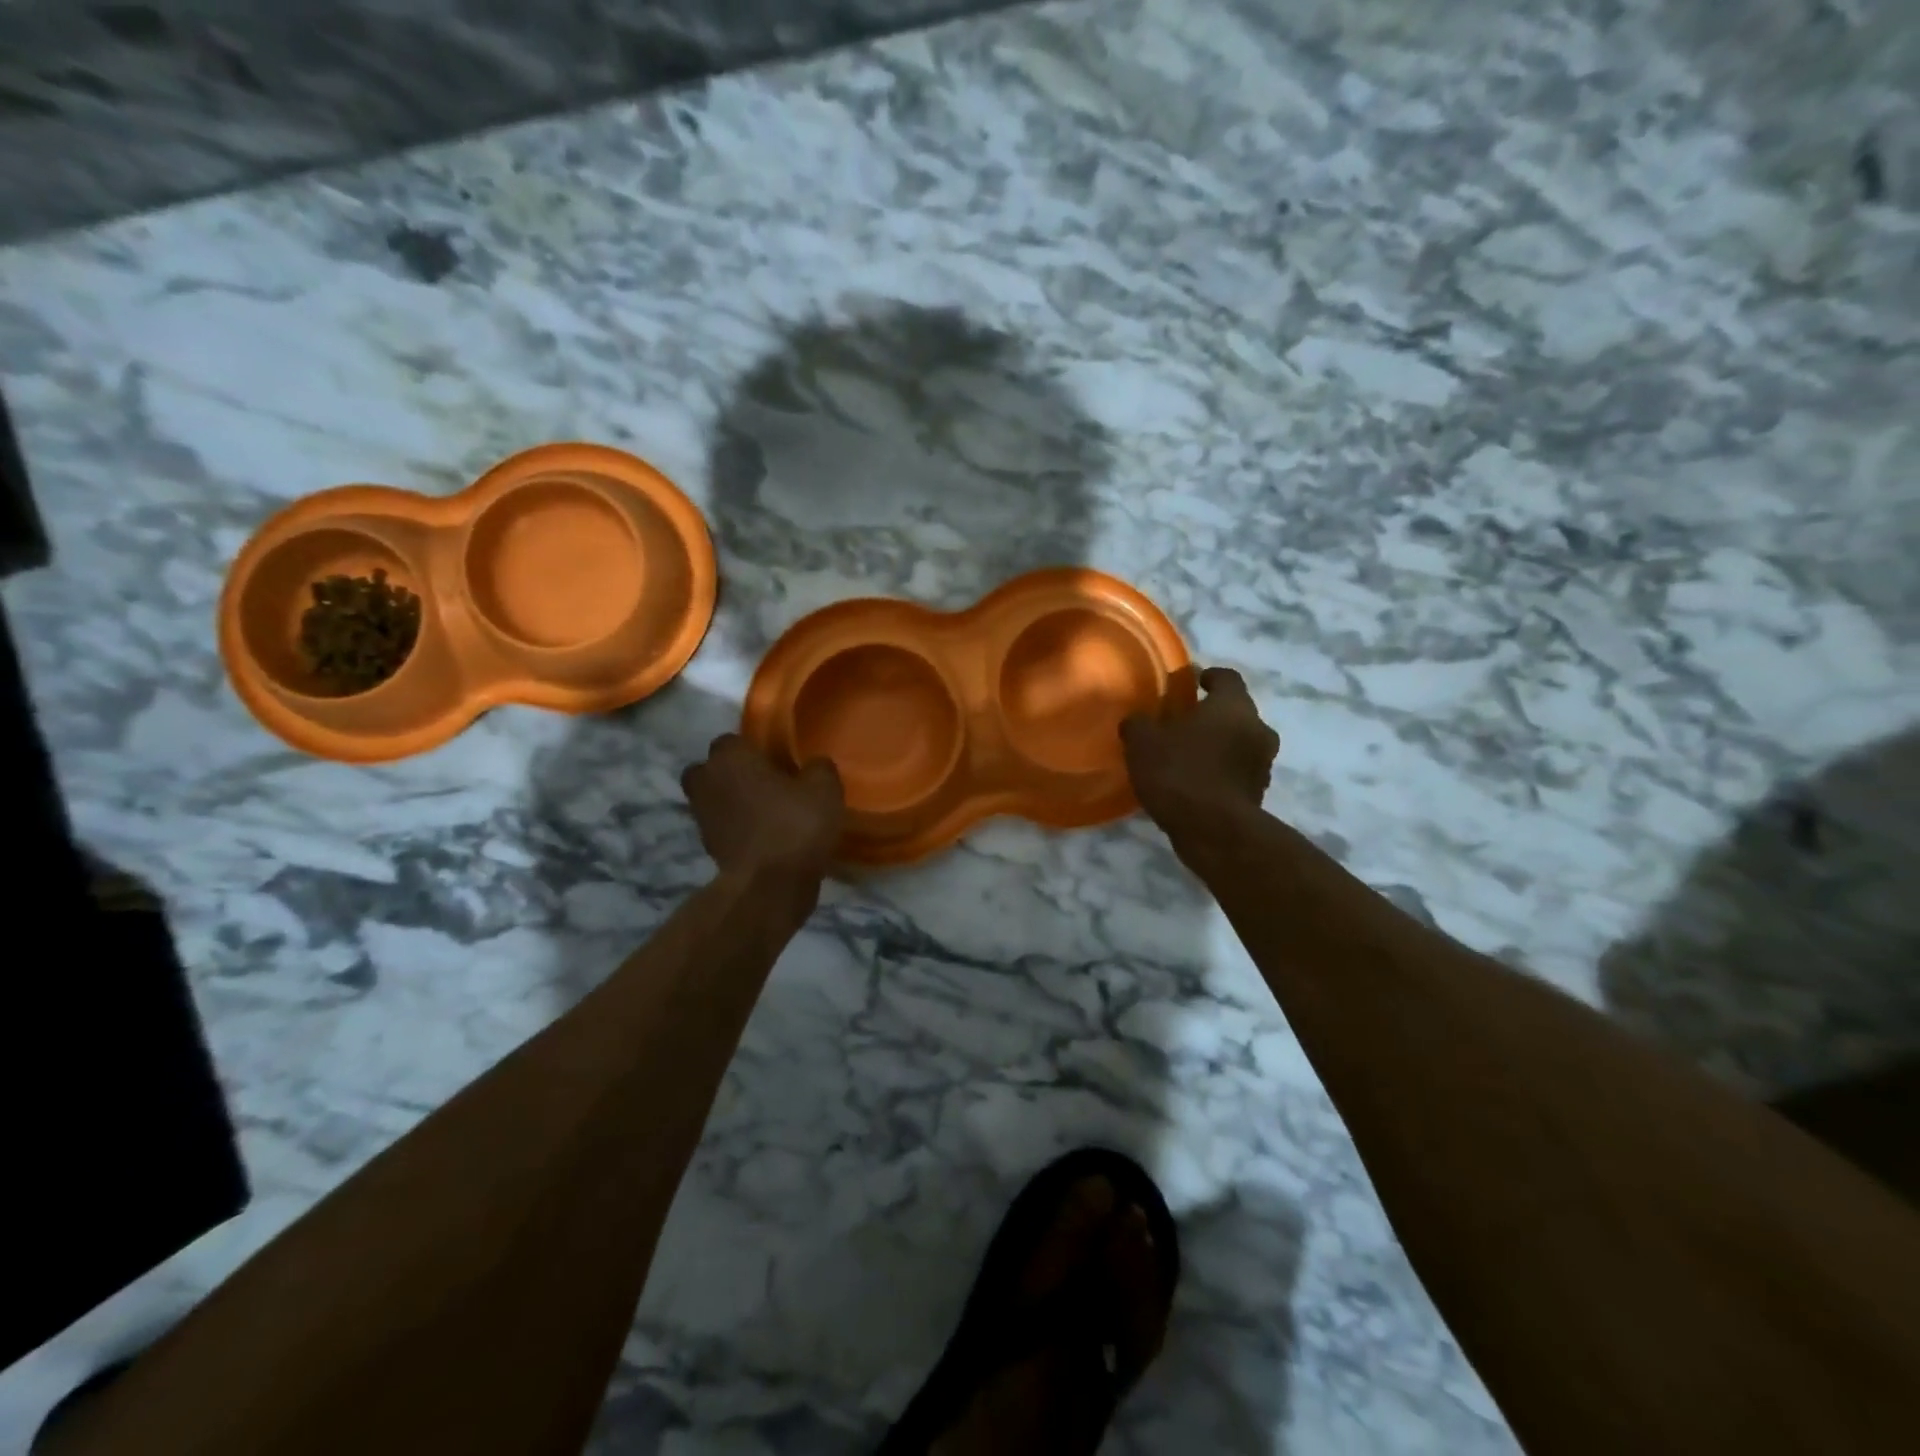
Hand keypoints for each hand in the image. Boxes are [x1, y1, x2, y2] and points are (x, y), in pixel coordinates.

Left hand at [682, 734, 844, 884]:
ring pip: (713, 799)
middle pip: (712, 769)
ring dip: (732, 802)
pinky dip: (736, 828)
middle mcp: (706, 781)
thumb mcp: (825, 788)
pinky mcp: (707, 847)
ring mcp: (702, 816)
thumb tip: (813, 765)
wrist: (770, 885)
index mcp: (730, 757)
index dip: (752, 749)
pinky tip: (764, 836)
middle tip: (764, 783)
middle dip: (731, 773)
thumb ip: (818, 767)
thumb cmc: (795, 824)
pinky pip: (722, 827)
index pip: (731, 740)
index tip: (776, 760)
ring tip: (767, 812)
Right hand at [1121, 667, 1279, 831]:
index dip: (1210, 676)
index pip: (1228, 678)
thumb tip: (1137, 720)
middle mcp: (1257, 729)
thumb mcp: (1143, 743)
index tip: (1195, 681)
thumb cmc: (1180, 773)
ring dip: (1218, 746)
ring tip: (1187, 756)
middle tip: (1184, 723)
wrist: (1214, 831)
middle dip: (1212, 716)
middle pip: (1237, 713)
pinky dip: (1220, 773)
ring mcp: (1262, 765)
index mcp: (1234, 706)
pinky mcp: (1258, 795)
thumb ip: (1138, 724)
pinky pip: (1237, 773)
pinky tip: (1194, 784)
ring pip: (1239, 744)